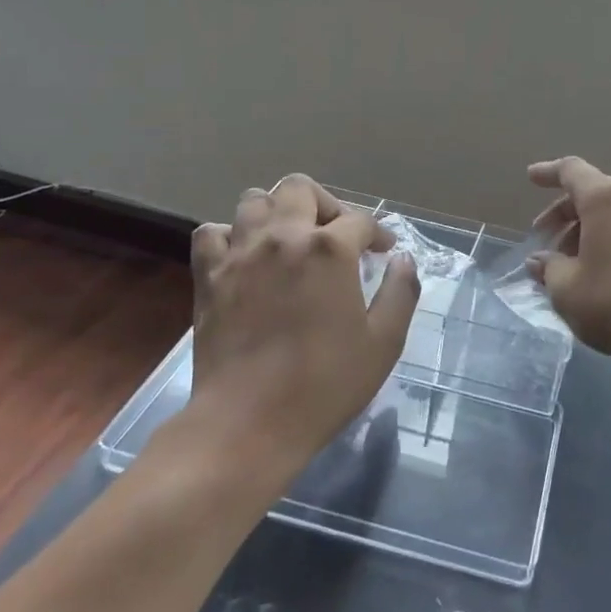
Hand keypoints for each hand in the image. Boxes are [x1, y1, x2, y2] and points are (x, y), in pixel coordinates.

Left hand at [181, 175, 419, 482]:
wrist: (248, 423)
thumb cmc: (325, 384)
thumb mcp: (384, 343)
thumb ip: (400, 292)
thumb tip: (402, 260)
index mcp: (330, 249)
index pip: (360, 220)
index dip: (377, 234)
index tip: (383, 253)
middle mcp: (283, 236)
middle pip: (300, 189)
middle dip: (326, 204)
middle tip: (336, 236)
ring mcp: (240, 253)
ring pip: (254, 200)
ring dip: (276, 212)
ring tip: (290, 241)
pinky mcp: (208, 275)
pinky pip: (212, 233)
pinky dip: (230, 236)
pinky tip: (245, 258)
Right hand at [527, 157, 610, 372]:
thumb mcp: (567, 290)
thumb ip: (548, 268)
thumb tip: (540, 260)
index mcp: (605, 198)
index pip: (571, 170)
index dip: (548, 172)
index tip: (531, 177)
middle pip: (592, 191)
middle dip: (563, 212)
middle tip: (544, 240)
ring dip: (585, 229)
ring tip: (568, 263)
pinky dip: (608, 239)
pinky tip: (598, 271)